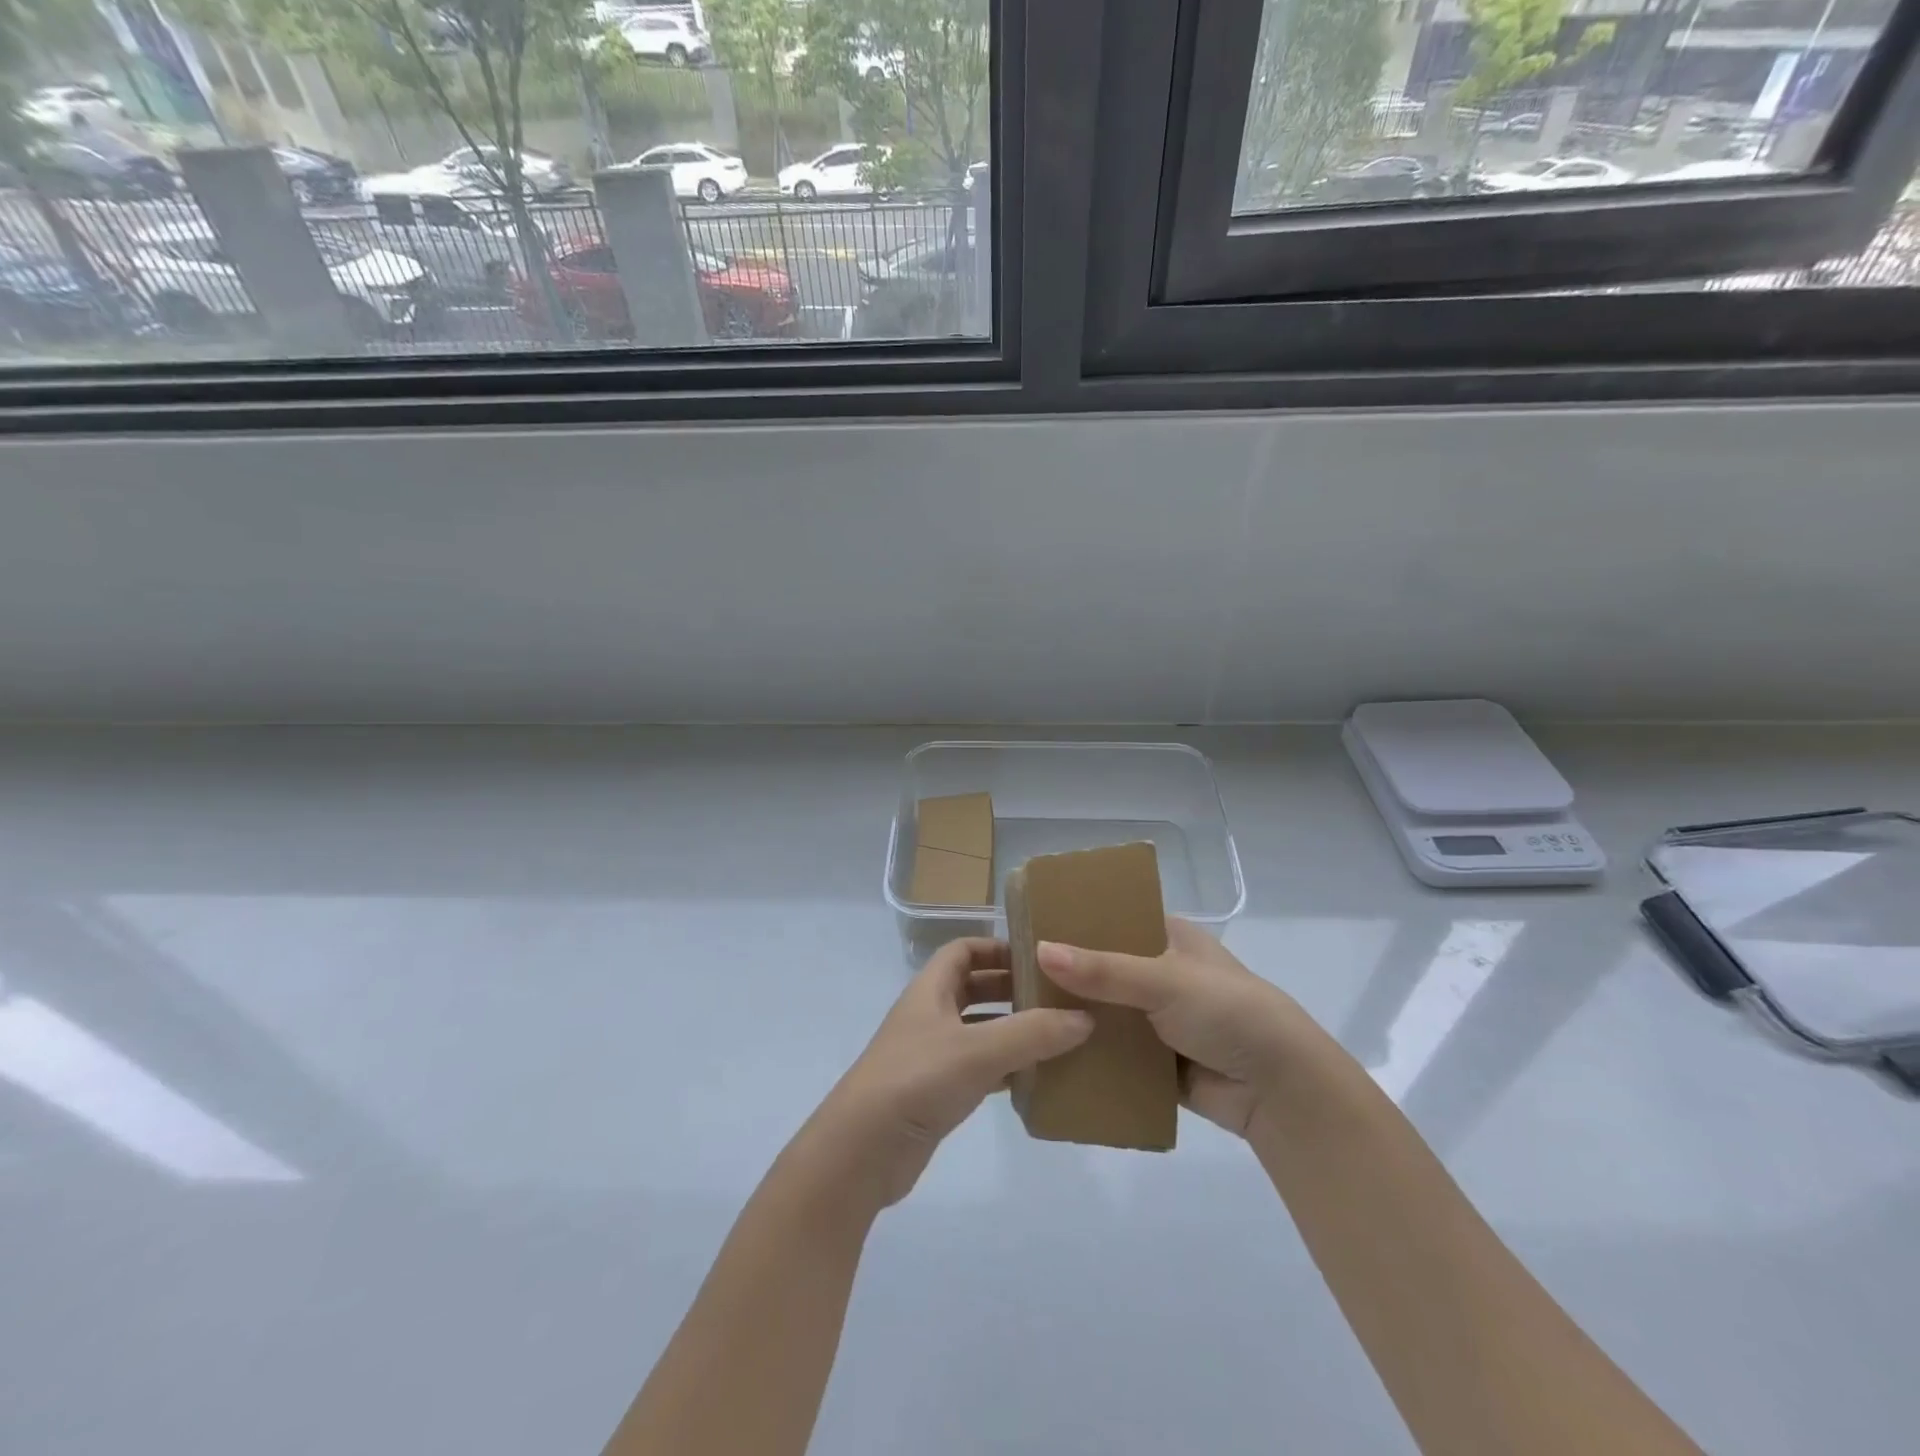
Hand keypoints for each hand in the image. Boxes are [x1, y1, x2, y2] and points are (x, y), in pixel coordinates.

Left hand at [801, 937, 1092, 1210]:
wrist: (862, 1151)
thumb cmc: (916, 1080)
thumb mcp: (978, 1050)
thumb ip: (1032, 1033)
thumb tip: (1085, 1017)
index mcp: (930, 989)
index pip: (963, 950)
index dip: (997, 947)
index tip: (1038, 957)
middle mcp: (930, 1015)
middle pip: (974, 987)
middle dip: (1012, 988)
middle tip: (1058, 997)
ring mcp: (931, 1055)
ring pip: (979, 1030)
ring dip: (1013, 1030)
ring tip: (1059, 1036)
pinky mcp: (937, 1093)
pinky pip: (979, 1069)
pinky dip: (1006, 1068)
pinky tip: (1037, 1079)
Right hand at [1038, 919, 1310, 1138]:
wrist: (1280, 1089)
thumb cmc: (1228, 1012)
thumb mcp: (1165, 980)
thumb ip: (1103, 970)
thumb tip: (1039, 950)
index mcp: (1171, 938)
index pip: (1116, 920)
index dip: (1078, 922)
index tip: (1031, 927)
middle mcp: (1163, 974)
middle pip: (1105, 969)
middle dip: (1069, 975)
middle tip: (1015, 976)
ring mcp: (1161, 1020)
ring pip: (1108, 1013)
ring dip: (1077, 1017)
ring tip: (1022, 1015)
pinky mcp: (1159, 1062)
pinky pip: (1116, 1055)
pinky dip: (1092, 1055)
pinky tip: (1050, 1055)